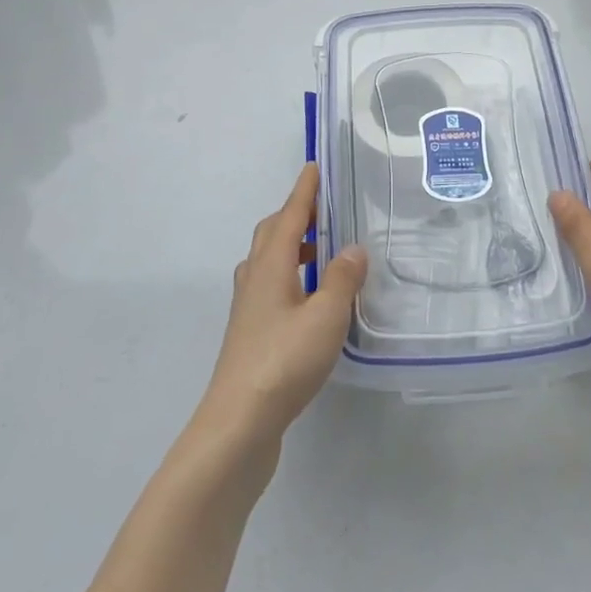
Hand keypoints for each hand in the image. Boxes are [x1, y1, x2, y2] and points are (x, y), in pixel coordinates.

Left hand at [199, 164, 367, 450]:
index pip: (289, 216)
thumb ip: (341, 279)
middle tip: (322, 208)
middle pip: (271, 234)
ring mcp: (248, 309)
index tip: (313, 167)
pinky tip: (309, 299)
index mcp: (270, 266)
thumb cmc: (284, 362)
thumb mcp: (326, 317)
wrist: (238, 423)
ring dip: (291, 246)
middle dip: (294, 215)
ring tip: (321, 251)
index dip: (304, 191)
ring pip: (268, 262)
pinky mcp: (250, 334)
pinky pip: (270, 287)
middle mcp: (254, 279)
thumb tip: (353, 248)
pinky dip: (289, 276)